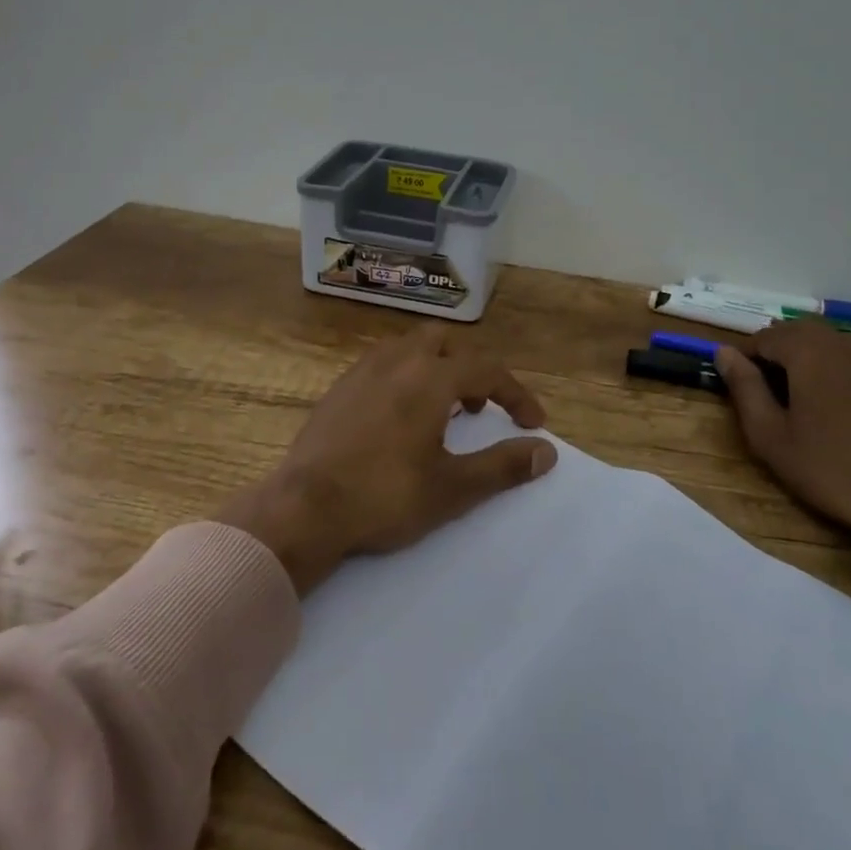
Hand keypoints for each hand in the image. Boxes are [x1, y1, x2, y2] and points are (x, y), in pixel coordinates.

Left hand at [217, 328, 557, 593]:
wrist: (304, 507)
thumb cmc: (385, 495)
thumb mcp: (453, 488)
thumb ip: (503, 466)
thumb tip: (546, 451)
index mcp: (431, 377)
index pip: (488, 371)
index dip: (516, 394)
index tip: (532, 424)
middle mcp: (398, 360)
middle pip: (446, 343)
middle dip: (471, 369)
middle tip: (479, 409)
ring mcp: (363, 370)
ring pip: (410, 349)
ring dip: (436, 369)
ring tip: (441, 411)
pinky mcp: (339, 388)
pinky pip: (383, 365)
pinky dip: (405, 377)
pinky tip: (399, 417)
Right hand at [715, 321, 850, 620]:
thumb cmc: (827, 466)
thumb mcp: (769, 434)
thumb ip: (744, 387)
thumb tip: (723, 352)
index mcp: (808, 350)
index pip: (764, 337)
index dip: (746, 357)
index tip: (739, 385)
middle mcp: (842, 342)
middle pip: (799, 331)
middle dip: (778, 351)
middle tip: (767, 388)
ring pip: (830, 340)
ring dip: (809, 355)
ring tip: (800, 392)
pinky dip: (841, 364)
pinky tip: (839, 394)